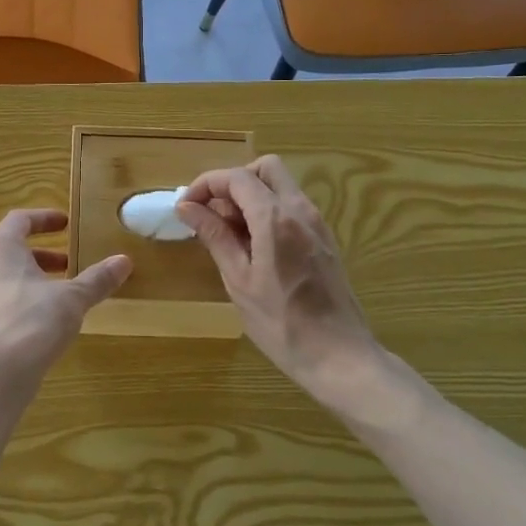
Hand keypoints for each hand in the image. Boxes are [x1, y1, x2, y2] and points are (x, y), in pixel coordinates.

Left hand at [0, 210, 132, 379]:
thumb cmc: (32, 323)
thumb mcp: (72, 299)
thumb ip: (96, 279)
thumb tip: (124, 260)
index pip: (19, 220)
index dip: (44, 219)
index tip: (65, 223)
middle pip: (7, 252)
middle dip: (39, 258)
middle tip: (66, 266)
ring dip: (24, 285)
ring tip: (52, 300)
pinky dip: (10, 312)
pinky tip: (30, 331)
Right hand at [177, 156, 379, 395]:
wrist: (339, 356)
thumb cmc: (281, 324)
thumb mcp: (239, 281)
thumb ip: (215, 237)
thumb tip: (187, 207)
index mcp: (276, 219)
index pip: (237, 178)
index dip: (206, 184)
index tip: (186, 206)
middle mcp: (300, 210)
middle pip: (265, 168)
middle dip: (233, 181)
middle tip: (211, 213)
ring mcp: (317, 223)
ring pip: (280, 186)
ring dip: (250, 196)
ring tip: (227, 233)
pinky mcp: (324, 239)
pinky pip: (292, 207)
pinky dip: (267, 211)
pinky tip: (252, 246)